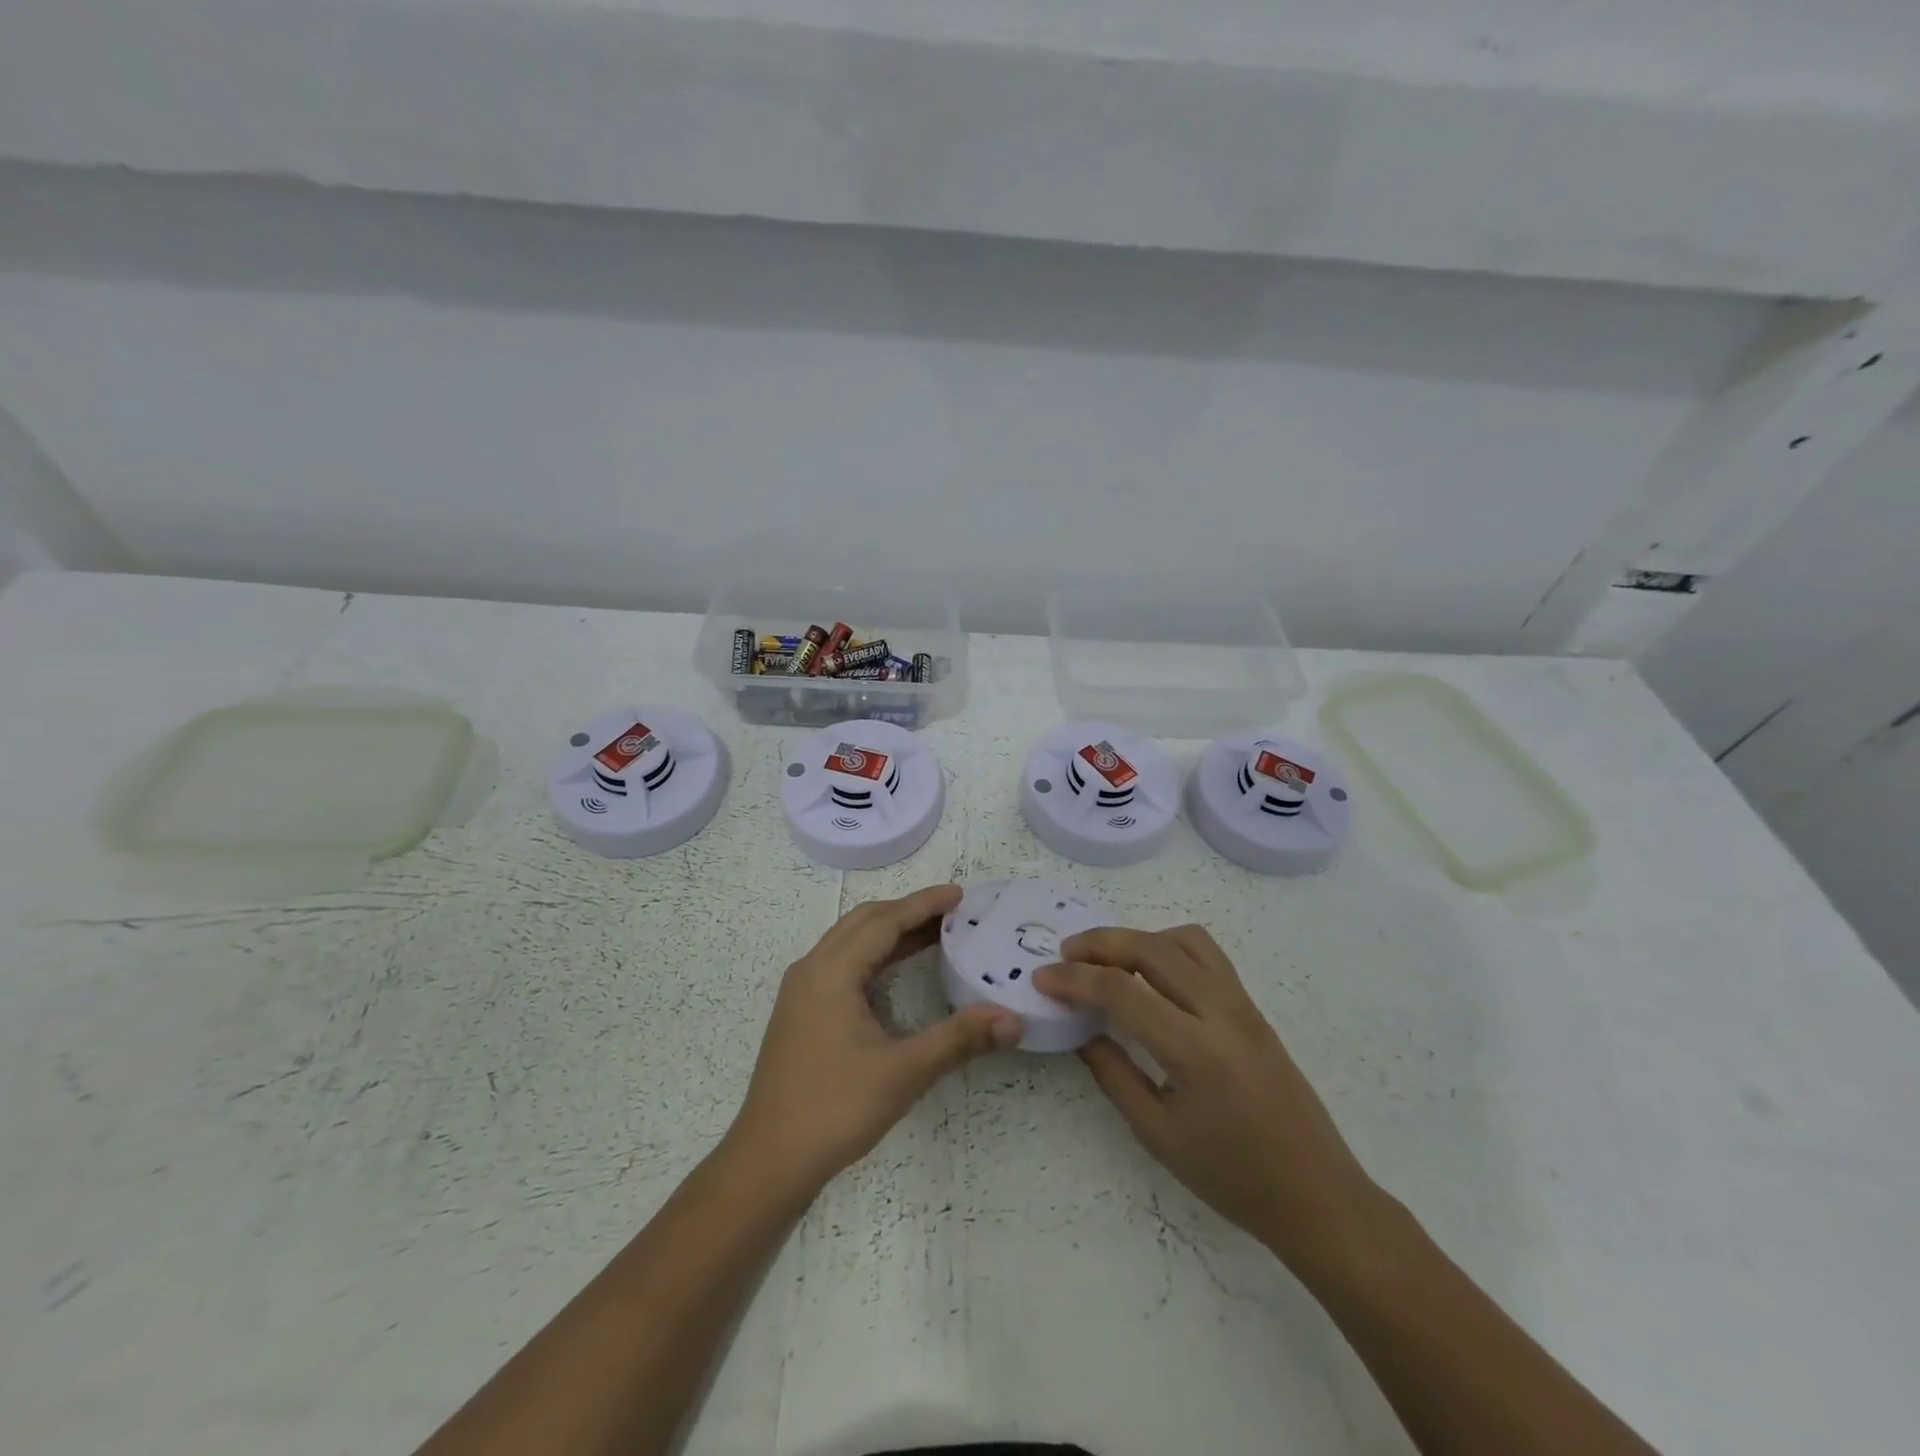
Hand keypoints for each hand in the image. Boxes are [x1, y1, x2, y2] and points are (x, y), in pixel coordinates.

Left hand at [728, 884, 1021, 1192]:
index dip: (924, 904)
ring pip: (850, 941)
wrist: (768, 1161)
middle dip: (908, 911)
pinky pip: (841, 962)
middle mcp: (811, 969)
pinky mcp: (800, 1012)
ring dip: (890, 931)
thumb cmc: (835, 1109)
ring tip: (934, 933)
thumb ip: (959, 1039)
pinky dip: (874, 953)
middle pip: (864, 922)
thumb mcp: (903, 1072)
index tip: (960, 895)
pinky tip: (896, 970)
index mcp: (831, 972)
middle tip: (953, 913)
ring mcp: (801, 991)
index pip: (884, 921)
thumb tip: (1012, 1019)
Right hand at [1036, 925, 1382, 1270]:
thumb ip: (1113, 1074)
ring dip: (1137, 938)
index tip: (1042, 978)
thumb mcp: (1158, 1134)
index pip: (1122, 991)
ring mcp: (1242, 1004)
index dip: (1075, 979)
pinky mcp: (1252, 1007)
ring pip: (1183, 940)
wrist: (1316, 1193)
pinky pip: (1206, 954)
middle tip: (1065, 955)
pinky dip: (1168, 947)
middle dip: (1100, 943)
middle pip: (1152, 948)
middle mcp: (1221, 1012)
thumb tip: (1080, 1029)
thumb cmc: (1233, 1177)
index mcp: (1196, 1051)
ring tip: (1106, 960)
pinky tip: (1150, 975)